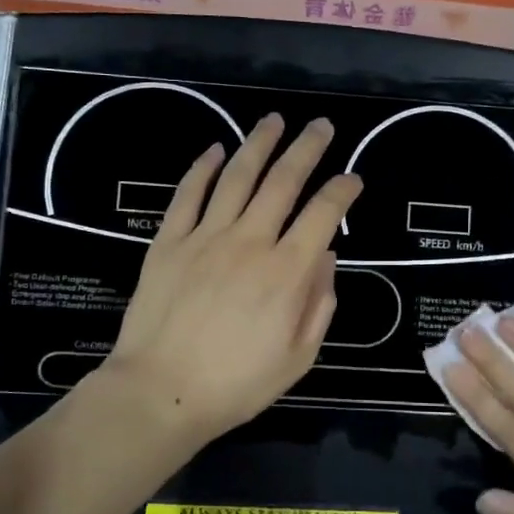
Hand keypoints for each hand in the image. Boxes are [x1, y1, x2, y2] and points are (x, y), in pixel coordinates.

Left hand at [99, 113, 360, 453]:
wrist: (160, 392)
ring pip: (238, 176)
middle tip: (321, 125)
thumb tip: (327, 256)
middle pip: (284, 180)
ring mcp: (205, 237)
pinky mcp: (169, 241)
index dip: (343, 189)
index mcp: (287, 271)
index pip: (324, 213)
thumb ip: (319, 302)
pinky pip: (188, 194)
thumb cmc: (237, 383)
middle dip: (307, 148)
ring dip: (259, 143)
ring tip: (274, 121)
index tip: (353, 178)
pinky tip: (216, 150)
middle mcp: (251, 241)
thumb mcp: (299, 356)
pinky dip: (203, 168)